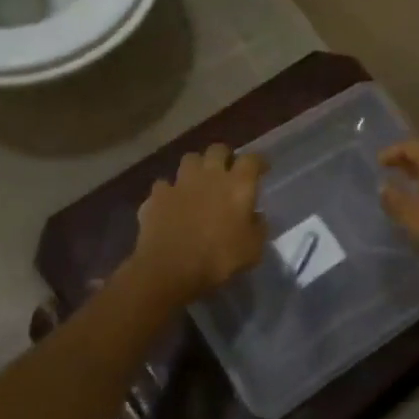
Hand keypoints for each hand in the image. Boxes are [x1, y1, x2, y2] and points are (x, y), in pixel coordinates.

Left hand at [129, 145, 267, 305]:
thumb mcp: (252, 249)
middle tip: (227, 171)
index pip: (252, 160)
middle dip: (224, 156)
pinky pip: (164, 185)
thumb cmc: (219, 259)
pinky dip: (169, 192)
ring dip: (196, 168)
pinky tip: (171, 203)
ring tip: (198, 182)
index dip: (258, 162)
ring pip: (189, 159)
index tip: (261, 170)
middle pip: (218, 149)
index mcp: (238, 185)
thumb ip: (258, 227)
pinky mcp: (157, 195)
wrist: (170, 269)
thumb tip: (256, 216)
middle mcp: (209, 175)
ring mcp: (180, 182)